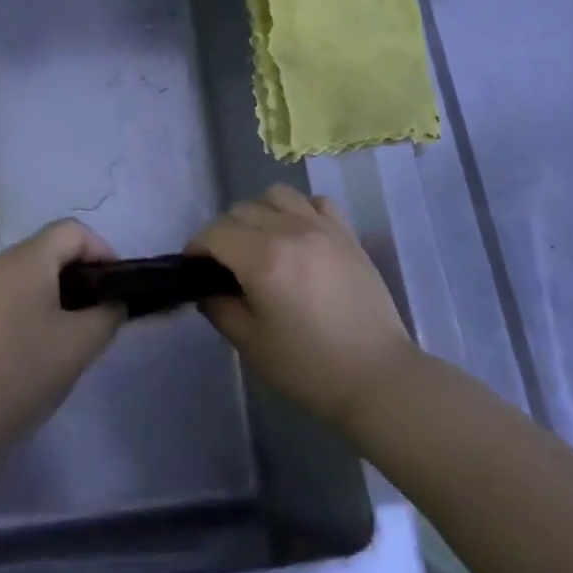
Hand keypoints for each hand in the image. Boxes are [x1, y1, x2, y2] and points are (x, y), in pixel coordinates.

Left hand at [0, 219, 122, 449]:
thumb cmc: (23, 373)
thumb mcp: (80, 345)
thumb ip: (107, 315)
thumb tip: (111, 304)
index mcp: (27, 260)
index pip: (72, 230)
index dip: (101, 250)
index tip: (113, 287)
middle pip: (46, 251)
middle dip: (76, 276)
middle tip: (92, 315)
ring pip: (21, 277)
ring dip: (48, 295)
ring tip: (61, 337)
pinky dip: (20, 312)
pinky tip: (22, 352)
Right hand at [190, 185, 418, 432]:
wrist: (377, 377)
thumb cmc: (309, 367)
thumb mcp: (251, 344)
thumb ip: (220, 309)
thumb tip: (207, 289)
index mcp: (263, 259)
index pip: (215, 233)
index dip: (197, 246)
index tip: (195, 267)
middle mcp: (290, 231)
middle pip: (242, 210)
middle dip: (224, 233)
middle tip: (226, 264)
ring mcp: (322, 228)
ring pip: (277, 195)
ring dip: (260, 213)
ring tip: (263, 243)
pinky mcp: (347, 234)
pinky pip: (317, 202)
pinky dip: (301, 211)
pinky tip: (300, 236)